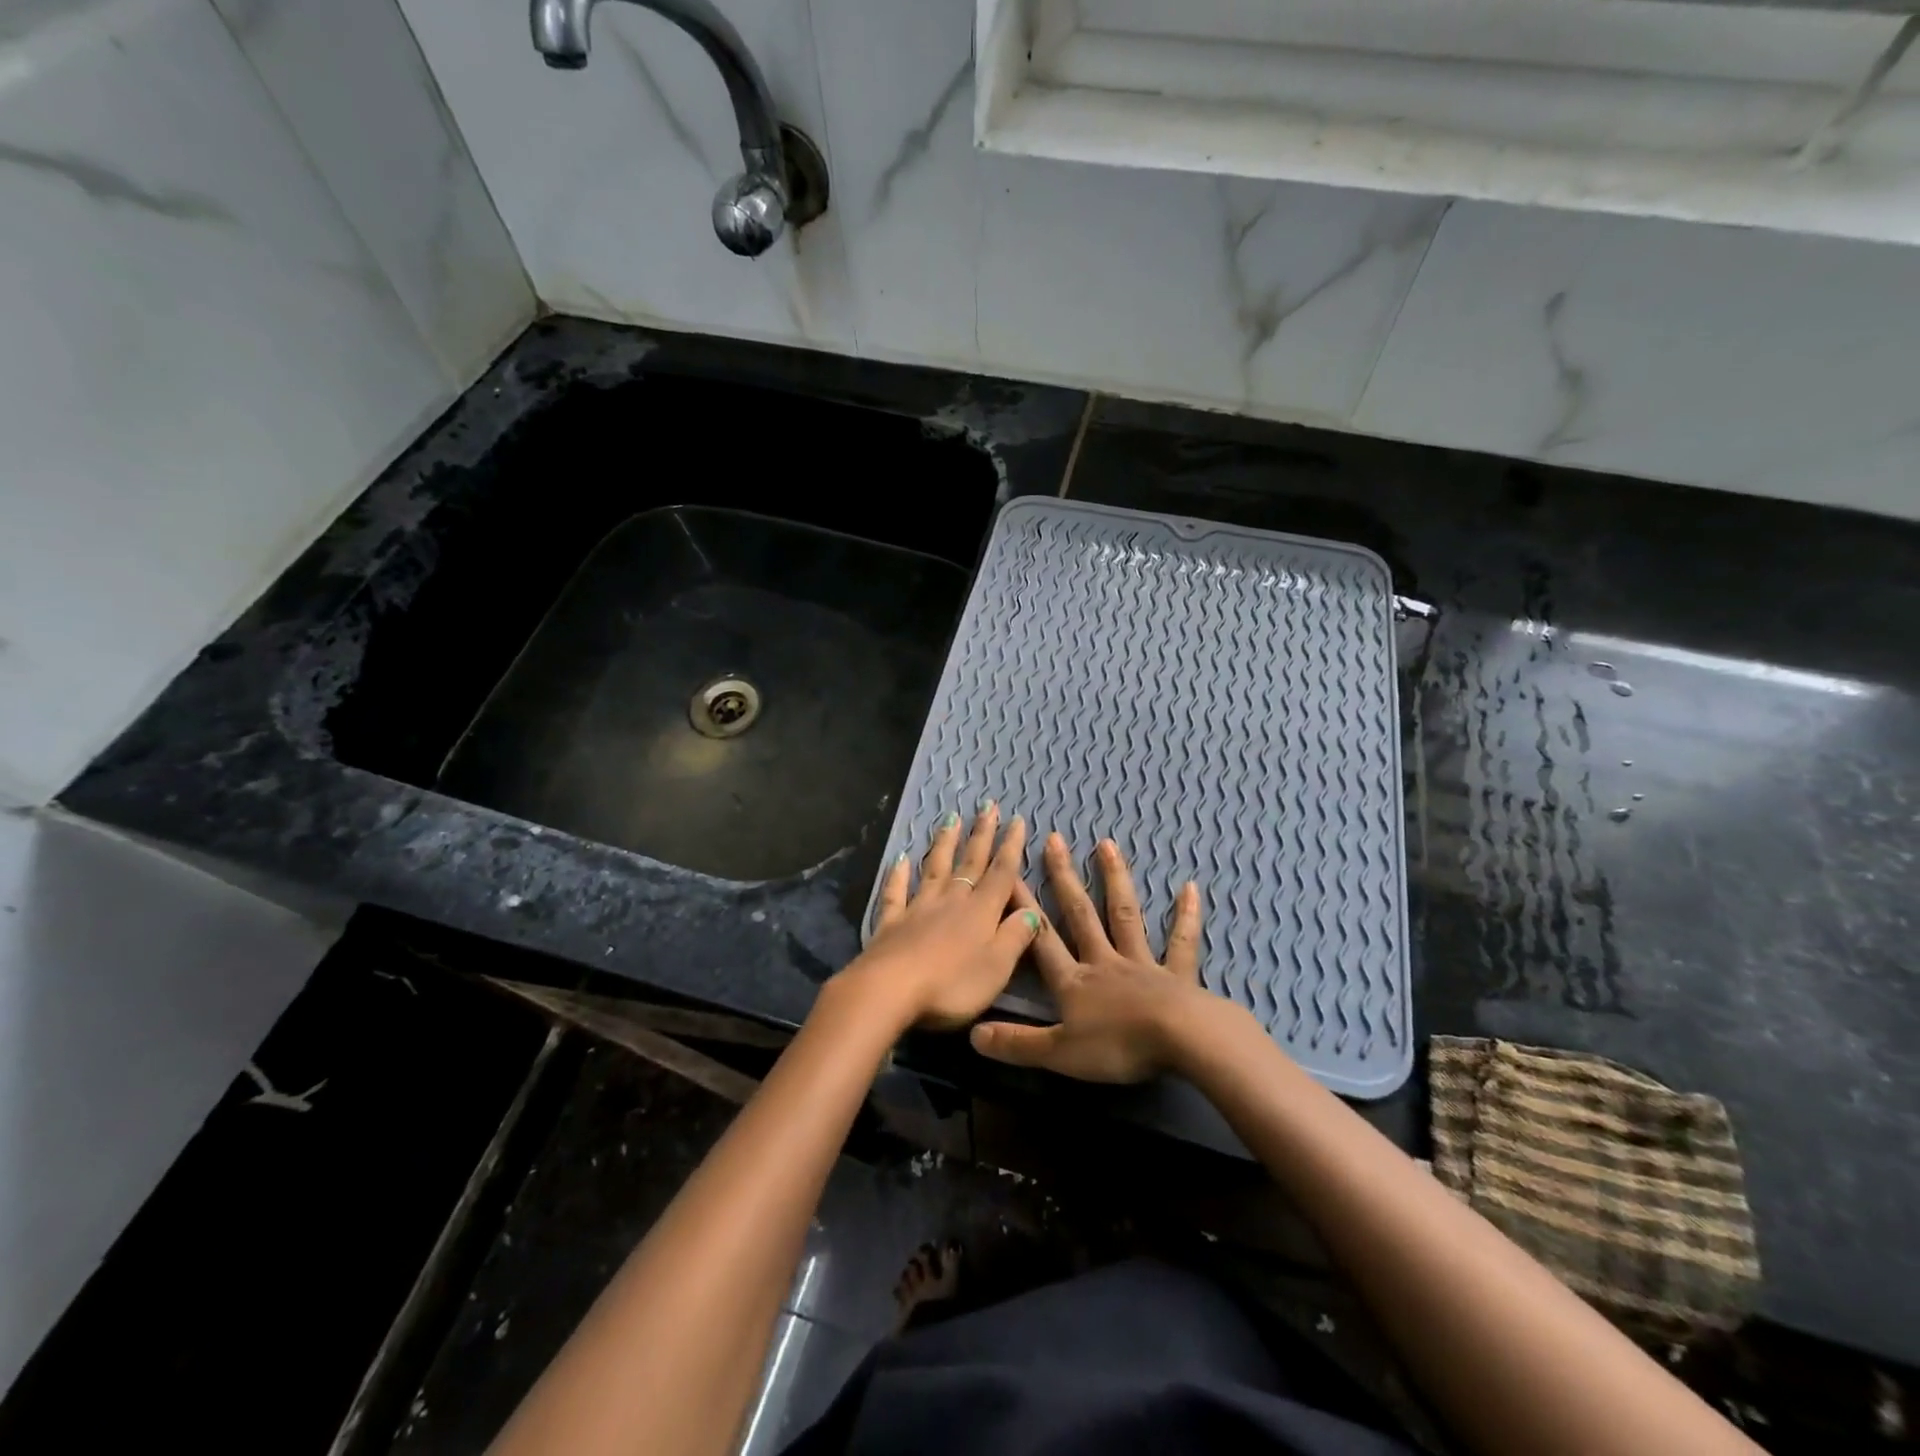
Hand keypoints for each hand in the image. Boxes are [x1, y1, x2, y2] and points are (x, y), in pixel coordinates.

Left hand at [835, 803, 1040, 1030]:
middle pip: (970, 862)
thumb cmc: (951, 984)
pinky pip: (896, 893)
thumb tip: (1032, 911)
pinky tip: (900, 859)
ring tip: (950, 819)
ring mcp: (918, 909)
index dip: (1011, 847)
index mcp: (981, 912)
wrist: (889, 990)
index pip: (1001, 873)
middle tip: (986, 805)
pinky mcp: (891, 923)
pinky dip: (898, 875)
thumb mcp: (996, 967)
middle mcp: (951, 901)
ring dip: (944, 844)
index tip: (1016, 819)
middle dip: (981, 834)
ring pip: (935, 869)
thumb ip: (1015, 937)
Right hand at [970, 834, 1210, 1082]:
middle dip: (1064, 878)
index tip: (1008, 872)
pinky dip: (1185, 916)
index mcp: (1074, 982)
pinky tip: (1190, 888)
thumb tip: (972, 1035)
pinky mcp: (1178, 975)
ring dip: (1115, 879)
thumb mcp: (1059, 1053)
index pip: (1041, 939)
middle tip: (1054, 839)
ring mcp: (1142, 964)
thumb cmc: (1118, 1046)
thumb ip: (1017, 1043)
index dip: (1022, 908)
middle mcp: (1104, 962)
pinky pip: (1181, 943)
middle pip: (1080, 915)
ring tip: (1106, 844)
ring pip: (1124, 915)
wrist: (1181, 1040)